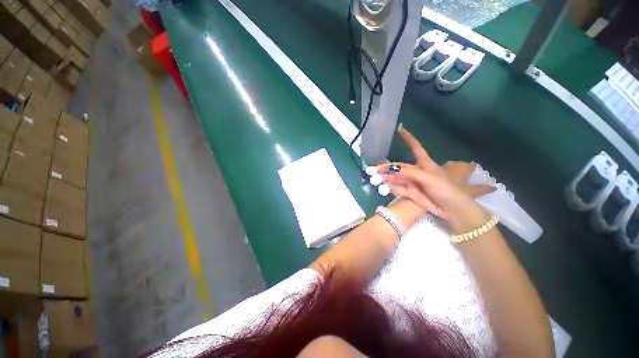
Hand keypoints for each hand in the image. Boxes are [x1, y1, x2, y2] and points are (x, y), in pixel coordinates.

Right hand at [378, 126, 492, 231]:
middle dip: (387, 167)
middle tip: (375, 169)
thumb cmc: (444, 188)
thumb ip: (410, 173)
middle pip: (399, 166)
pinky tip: (383, 188)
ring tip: (376, 179)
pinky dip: (389, 188)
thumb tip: (392, 170)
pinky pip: (397, 188)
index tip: (400, 129)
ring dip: (386, 178)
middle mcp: (416, 171)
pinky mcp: (409, 192)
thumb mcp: (428, 178)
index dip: (408, 139)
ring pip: (396, 178)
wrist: (450, 208)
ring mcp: (411, 182)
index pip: (415, 147)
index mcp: (424, 163)